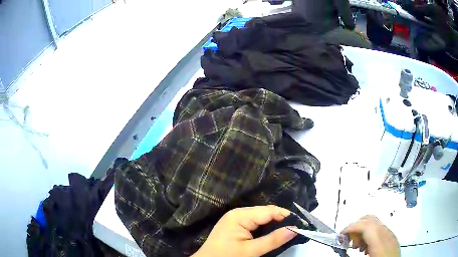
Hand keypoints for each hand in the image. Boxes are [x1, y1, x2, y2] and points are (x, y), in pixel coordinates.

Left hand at [192, 205, 297, 256]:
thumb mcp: (251, 251)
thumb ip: (273, 240)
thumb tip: (295, 229)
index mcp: (240, 216)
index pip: (269, 211)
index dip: (286, 216)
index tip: (301, 224)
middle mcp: (238, 212)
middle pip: (265, 212)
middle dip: (281, 219)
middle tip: (296, 228)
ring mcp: (235, 218)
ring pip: (261, 217)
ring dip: (274, 223)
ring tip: (287, 230)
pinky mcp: (235, 224)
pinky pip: (254, 222)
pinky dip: (265, 226)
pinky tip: (272, 232)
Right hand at [341, 215, 399, 256]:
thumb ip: (355, 254)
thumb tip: (343, 248)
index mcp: (380, 241)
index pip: (366, 224)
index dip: (351, 227)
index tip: (340, 235)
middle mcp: (386, 234)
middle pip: (371, 219)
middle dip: (356, 226)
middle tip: (348, 240)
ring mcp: (391, 235)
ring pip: (375, 223)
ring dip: (362, 231)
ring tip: (356, 246)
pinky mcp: (392, 238)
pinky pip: (380, 230)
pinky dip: (369, 235)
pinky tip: (366, 248)